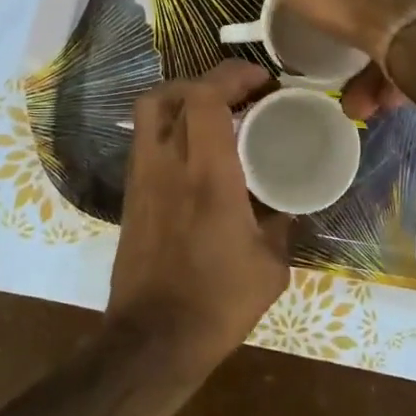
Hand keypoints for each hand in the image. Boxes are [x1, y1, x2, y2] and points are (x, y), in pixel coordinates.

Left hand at [106, 60, 291, 374]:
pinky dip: (170, 126)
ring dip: (183, 99)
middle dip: (207, 81)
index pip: (205, 97)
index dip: (232, 75)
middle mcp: (167, 164)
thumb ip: (280, 225)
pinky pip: (146, 139)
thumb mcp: (270, 266)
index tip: (261, 81)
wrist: (152, 340)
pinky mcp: (131, 194)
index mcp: (207, 175)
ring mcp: (141, 178)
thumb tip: (285, 206)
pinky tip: (195, 150)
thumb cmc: (217, 303)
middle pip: (171, 93)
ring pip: (150, 111)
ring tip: (215, 113)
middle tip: (239, 93)